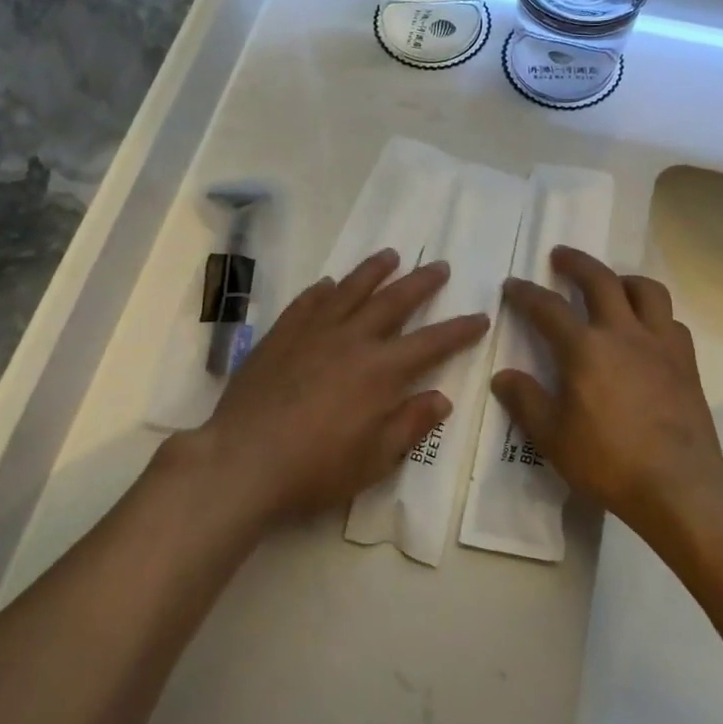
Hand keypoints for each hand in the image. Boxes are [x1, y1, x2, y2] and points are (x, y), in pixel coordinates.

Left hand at [179, 249, 489, 524]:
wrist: (242, 460)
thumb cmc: (314, 469)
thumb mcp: (374, 460)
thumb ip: (410, 424)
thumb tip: (442, 398)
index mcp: (381, 371)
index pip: (432, 343)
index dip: (459, 330)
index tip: (480, 316)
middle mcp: (352, 339)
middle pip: (394, 301)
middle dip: (421, 283)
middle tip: (440, 266)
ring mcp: (313, 332)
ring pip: (350, 289)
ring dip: (373, 271)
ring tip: (390, 255)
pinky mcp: (281, 334)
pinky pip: (308, 302)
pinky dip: (322, 290)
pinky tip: (329, 284)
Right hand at [490, 247, 722, 536]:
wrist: (680, 484)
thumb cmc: (608, 460)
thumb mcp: (552, 437)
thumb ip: (525, 401)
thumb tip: (503, 376)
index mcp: (585, 348)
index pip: (548, 307)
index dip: (526, 293)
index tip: (512, 285)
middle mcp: (623, 333)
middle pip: (600, 279)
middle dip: (576, 262)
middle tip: (561, 256)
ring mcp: (660, 343)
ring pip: (646, 290)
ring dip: (624, 279)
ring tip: (612, 284)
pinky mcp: (686, 361)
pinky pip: (671, 321)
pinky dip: (655, 314)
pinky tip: (647, 329)